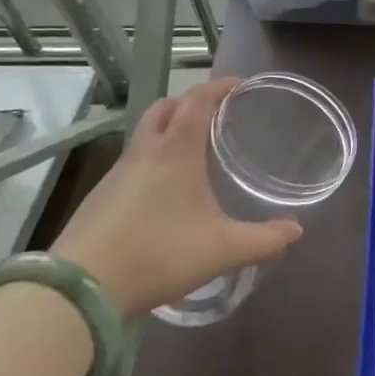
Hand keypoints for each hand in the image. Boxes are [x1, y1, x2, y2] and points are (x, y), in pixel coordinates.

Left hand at [52, 79, 301, 315]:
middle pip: (165, 108)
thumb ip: (263, 240)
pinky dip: (151, 159)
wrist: (78, 291)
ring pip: (144, 134)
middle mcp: (145, 153)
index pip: (198, 100)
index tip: (240, 84)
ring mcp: (116, 175)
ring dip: (167, 128)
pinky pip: (131, 162)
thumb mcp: (222, 250)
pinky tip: (161, 189)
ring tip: (191, 149)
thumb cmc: (158, 255)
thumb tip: (296, 230)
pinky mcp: (98, 198)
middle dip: (190, 101)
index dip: (220, 86)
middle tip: (215, 112)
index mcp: (176, 151)